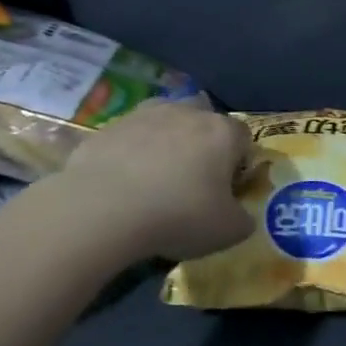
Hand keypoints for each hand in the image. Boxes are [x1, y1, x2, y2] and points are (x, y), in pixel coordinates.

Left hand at [57, 101, 254, 259]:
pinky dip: (130, 152)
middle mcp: (187, 113)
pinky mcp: (107, 127)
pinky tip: (122, 182)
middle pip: (204, 117)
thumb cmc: (179, 216)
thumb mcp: (228, 232)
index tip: (228, 188)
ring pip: (164, 119)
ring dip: (165, 140)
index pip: (244, 137)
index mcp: (222, 132)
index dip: (239, 162)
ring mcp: (144, 115)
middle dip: (202, 140)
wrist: (102, 210)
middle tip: (193, 177)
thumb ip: (242, 219)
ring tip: (155, 176)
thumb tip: (240, 216)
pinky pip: (128, 136)